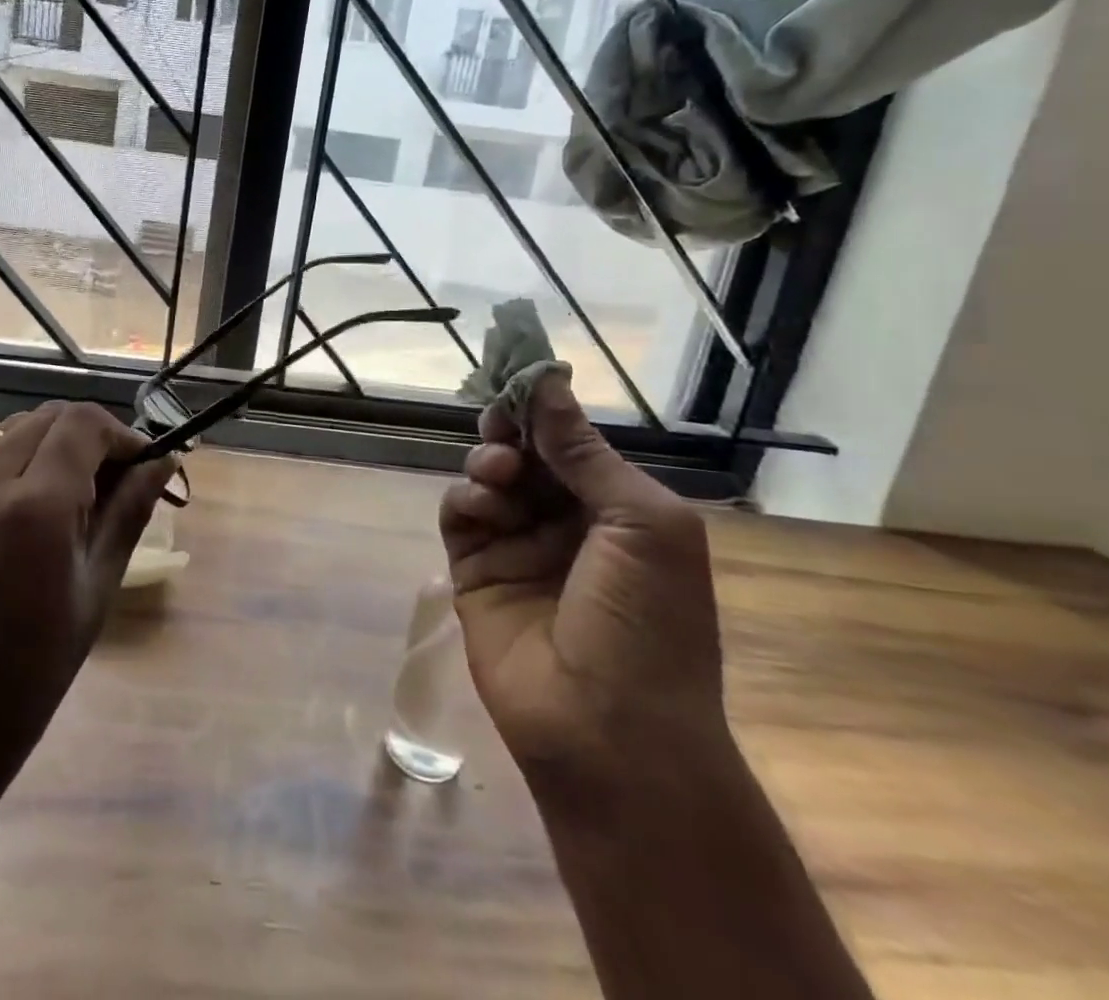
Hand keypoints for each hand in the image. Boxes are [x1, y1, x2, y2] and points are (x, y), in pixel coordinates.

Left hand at [0, 401, 175, 798]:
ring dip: (54, 444)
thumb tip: (165, 460)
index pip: (84, 424)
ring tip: (75, 494)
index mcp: (34, 507)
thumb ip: (130, 511)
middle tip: (115, 482)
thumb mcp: (96, 589)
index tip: (144, 464)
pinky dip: (19, 459)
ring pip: (17, 429)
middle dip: (92, 437)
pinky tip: (30, 506)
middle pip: (50, 417)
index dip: (123, 434)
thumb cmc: (32, 672)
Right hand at [439, 373, 728, 790]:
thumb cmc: (648, 623)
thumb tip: (548, 381)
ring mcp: (517, 546)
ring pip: (488, 477)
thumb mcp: (640, 524)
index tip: (518, 377)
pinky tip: (482, 505)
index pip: (572, 443)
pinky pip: (460, 513)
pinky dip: (466, 498)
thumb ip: (584, 451)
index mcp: (616, 511)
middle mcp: (565, 522)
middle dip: (512, 431)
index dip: (545, 410)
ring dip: (490, 462)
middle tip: (502, 423)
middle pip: (525, 454)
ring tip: (499, 474)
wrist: (608, 732)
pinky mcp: (474, 570)